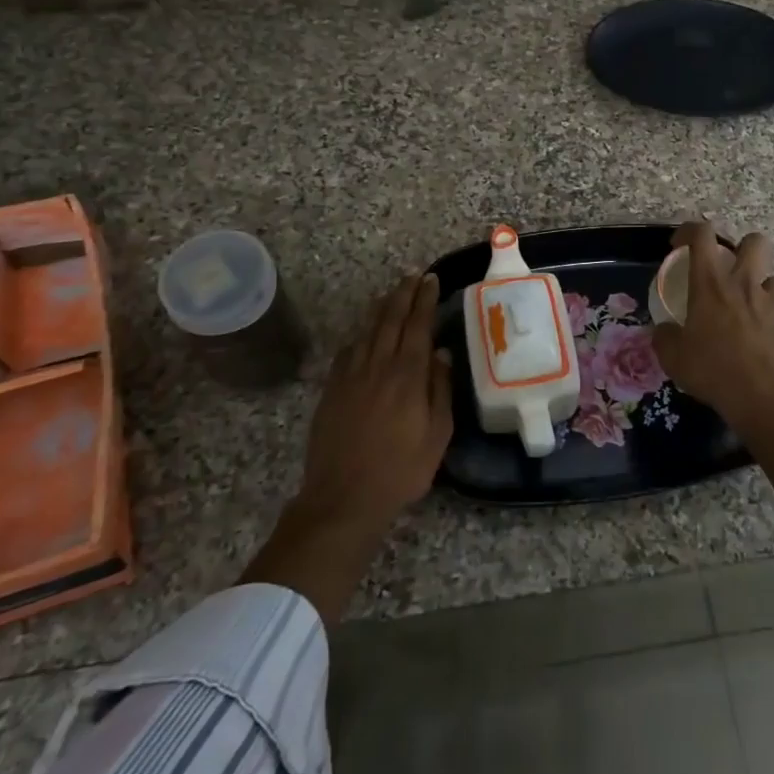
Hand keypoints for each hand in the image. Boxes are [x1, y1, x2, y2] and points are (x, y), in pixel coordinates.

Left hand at [241, 272, 452, 621]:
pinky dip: (360, 334)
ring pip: (368, 330)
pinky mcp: (332, 390)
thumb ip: (440, 390)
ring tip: (393, 291)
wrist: (344, 498)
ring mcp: (351, 376)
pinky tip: (364, 331)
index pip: (418, 326)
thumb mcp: (437, 435)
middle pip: (391, 319)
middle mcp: (378, 366)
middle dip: (404, 294)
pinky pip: (348, 350)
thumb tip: (441, 353)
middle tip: (414, 275)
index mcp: (407, 376)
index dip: (425, 300)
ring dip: (382, 307)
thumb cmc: (401, 470)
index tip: (432, 280)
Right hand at [651, 223, 773, 440]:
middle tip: (727, 270)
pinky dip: (772, 317)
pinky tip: (761, 338)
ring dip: (760, 285)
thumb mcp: (674, 358)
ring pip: (773, 276)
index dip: (689, 230)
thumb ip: (665, 337)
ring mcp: (773, 302)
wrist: (769, 398)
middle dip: (741, 247)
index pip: (702, 235)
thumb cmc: (715, 371)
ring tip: (747, 307)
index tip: (679, 244)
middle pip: (754, 241)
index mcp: (711, 284)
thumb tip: (664, 330)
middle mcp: (744, 284)